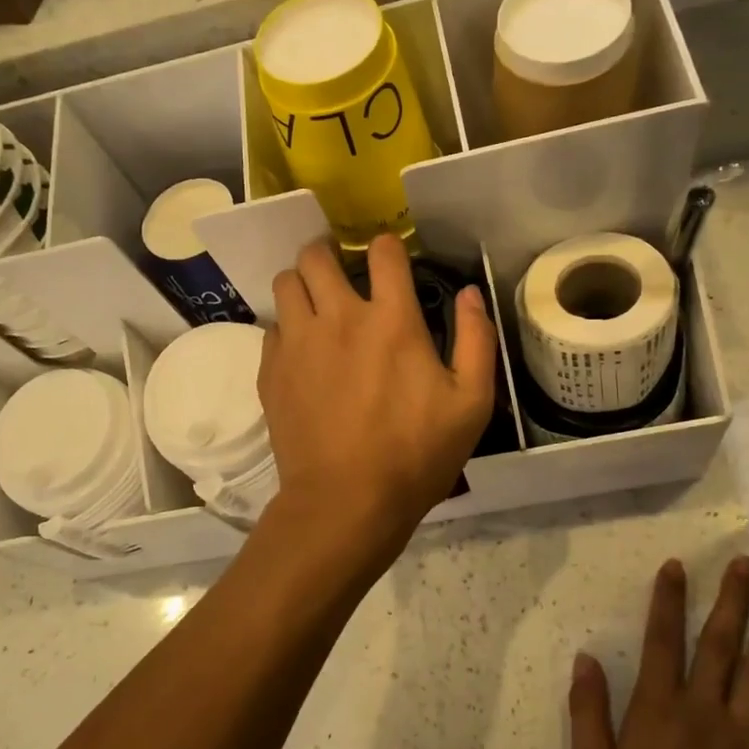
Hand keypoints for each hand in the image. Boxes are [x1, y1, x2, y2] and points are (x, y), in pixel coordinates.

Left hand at [259, 235, 495, 543]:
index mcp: (391, 320)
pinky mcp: (271, 370)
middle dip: (329, 253)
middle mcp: (338, 317)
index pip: (383, 252)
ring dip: (302, 284)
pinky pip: (272, 327)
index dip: (387, 247)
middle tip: (341, 272)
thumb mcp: (471, 403)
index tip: (390, 258)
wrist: (346, 501)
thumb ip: (476, 340)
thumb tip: (471, 294)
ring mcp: (298, 342)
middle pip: (316, 254)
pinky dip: (287, 328)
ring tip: (316, 305)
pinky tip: (302, 352)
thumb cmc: (416, 455)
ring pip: (285, 282)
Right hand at [568, 557, 748, 748]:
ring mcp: (745, 737)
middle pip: (720, 644)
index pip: (662, 640)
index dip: (667, 600)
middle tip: (747, 564)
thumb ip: (589, 712)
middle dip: (732, 599)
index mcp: (658, 710)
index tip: (677, 565)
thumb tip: (586, 658)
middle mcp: (704, 710)